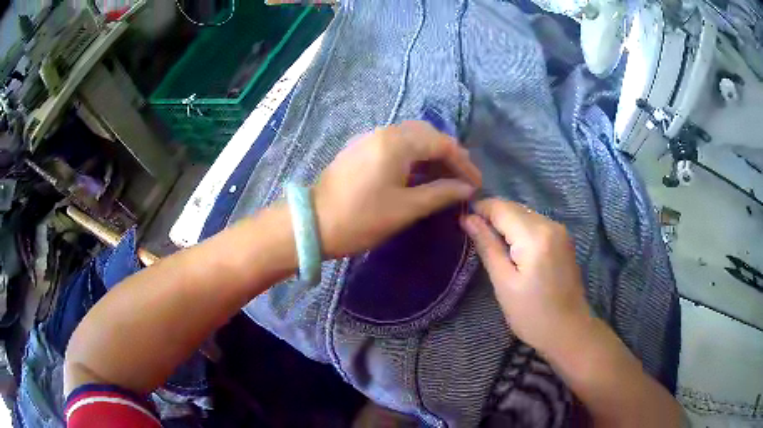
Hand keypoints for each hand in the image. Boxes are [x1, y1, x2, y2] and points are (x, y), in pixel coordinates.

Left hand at [313, 120, 481, 256]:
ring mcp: (368, 138)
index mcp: (396, 143)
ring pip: (409, 137)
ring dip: (430, 154)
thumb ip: (440, 193)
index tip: (476, 184)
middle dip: (448, 154)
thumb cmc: (361, 218)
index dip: (463, 163)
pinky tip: (418, 174)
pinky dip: (412, 156)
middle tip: (462, 178)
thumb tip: (466, 188)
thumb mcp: (406, 208)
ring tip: (445, 177)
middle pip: (426, 134)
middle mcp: (383, 132)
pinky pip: (394, 144)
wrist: (312, 224)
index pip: (441, 144)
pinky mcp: (359, 149)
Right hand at [461, 199, 591, 354]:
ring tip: (491, 244)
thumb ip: (487, 246)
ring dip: (506, 223)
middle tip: (474, 236)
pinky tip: (513, 248)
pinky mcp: (563, 238)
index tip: (463, 223)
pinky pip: (535, 223)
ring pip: (525, 213)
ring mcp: (560, 230)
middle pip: (514, 207)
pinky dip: (520, 229)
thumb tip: (467, 219)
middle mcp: (550, 224)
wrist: (569, 331)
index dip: (479, 209)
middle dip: (492, 216)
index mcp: (535, 236)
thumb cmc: (532, 314)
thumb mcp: (504, 283)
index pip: (501, 207)